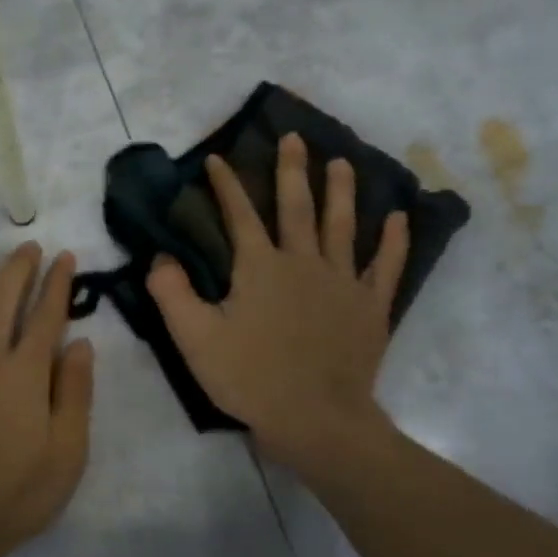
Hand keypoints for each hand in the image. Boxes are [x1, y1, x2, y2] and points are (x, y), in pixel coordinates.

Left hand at [0, 244, 94, 556]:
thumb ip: (75, 393)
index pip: (45, 315)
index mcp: (25, 375)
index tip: (64, 257)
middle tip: (27, 247)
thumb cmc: (18, 493)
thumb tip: (80, 344)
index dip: (57, 282)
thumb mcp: (68, 452)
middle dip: (17, 267)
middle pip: (0, 299)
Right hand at [148, 134, 407, 474]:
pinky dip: (394, 240)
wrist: (316, 419)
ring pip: (342, 226)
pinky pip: (387, 266)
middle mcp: (303, 262)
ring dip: (341, 191)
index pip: (239, 215)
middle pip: (297, 207)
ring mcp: (343, 281)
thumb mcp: (195, 339)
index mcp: (260, 267)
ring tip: (342, 162)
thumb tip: (160, 256)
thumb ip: (172, 294)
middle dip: (292, 170)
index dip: (226, 185)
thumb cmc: (251, 379)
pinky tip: (397, 217)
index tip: (217, 158)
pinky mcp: (370, 306)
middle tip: (295, 137)